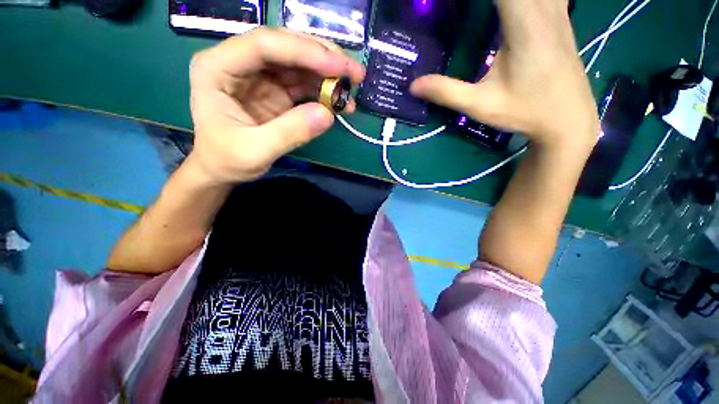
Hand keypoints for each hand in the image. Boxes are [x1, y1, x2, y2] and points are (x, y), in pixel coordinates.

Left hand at [186, 28, 364, 184]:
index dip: (304, 51)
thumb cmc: (227, 160)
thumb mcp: (255, 151)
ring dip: (328, 75)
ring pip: (299, 63)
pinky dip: (324, 91)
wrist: (222, 169)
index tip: (338, 67)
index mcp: (218, 68)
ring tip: (352, 90)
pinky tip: (339, 103)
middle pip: (286, 47)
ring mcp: (261, 77)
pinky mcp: (277, 91)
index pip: (264, 45)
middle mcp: (240, 63)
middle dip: (323, 57)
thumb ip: (290, 132)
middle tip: (355, 73)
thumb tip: (328, 114)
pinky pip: (304, 84)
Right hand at [410, 0, 598, 150]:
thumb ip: (446, 92)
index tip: (448, 3)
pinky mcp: (561, 18)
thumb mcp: (480, 105)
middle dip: (485, 0)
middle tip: (461, 9)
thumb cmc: (525, 112)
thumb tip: (413, 86)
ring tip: (484, 12)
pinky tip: (510, 9)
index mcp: (525, 25)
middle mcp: (544, 9)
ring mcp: (557, 11)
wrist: (568, 120)